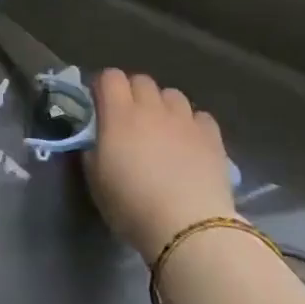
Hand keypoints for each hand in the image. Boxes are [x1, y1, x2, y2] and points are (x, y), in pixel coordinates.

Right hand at [82, 71, 233, 263]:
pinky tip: (190, 142)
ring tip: (162, 129)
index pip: (110, 77)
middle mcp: (152, 108)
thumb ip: (93, 149)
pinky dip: (192, 124)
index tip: (100, 103)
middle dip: (133, 92)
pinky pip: (200, 116)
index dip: (104, 86)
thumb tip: (96, 138)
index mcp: (119, 115)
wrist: (186, 226)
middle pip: (142, 81)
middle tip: (129, 118)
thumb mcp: (95, 179)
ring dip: (163, 105)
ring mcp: (185, 120)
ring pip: (172, 94)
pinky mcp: (212, 137)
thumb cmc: (131, 204)